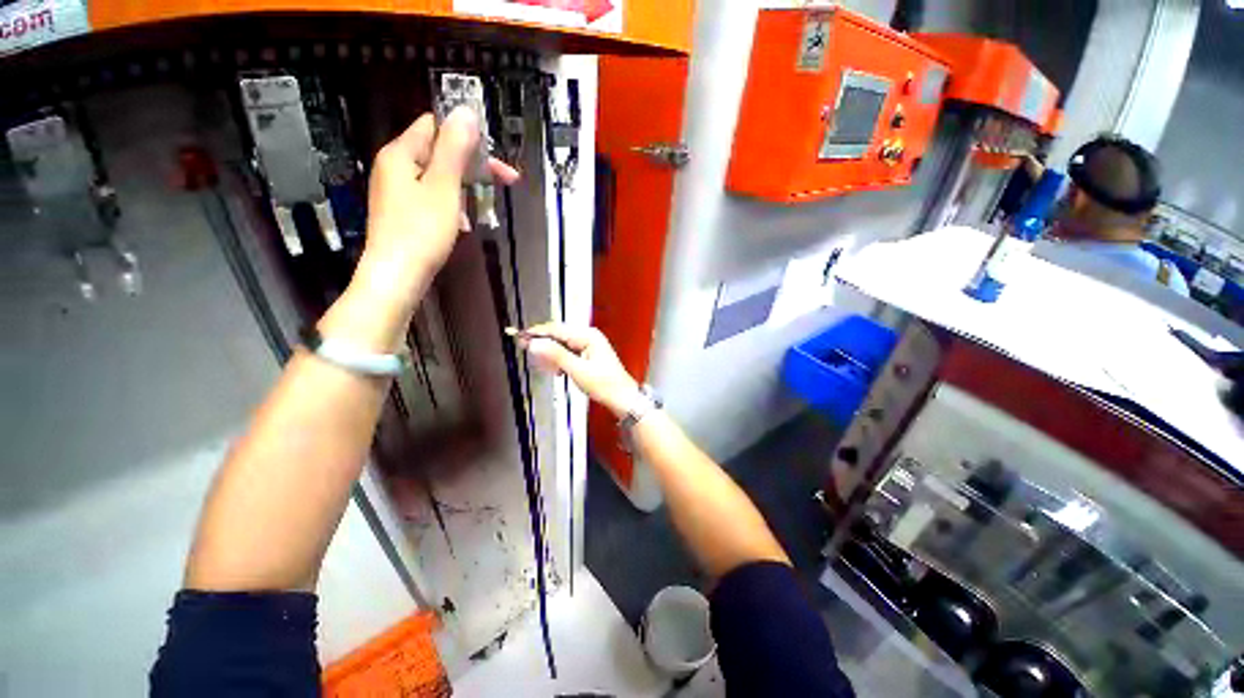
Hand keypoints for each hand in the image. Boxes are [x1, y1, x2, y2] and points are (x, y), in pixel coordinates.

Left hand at [354, 107, 519, 300]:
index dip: (468, 136)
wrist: (397, 276)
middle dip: (473, 165)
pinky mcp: (403, 213)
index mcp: (401, 153)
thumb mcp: (444, 186)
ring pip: (438, 177)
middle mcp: (395, 167)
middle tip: (507, 181)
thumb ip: (455, 149)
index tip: (495, 157)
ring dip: (464, 188)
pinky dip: (451, 204)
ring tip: (480, 208)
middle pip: (439, 152)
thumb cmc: (421, 230)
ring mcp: (397, 192)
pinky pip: (432, 197)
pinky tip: (462, 223)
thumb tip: (466, 112)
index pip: (435, 126)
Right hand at [518, 324, 641, 417]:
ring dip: (551, 354)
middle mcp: (589, 335)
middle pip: (559, 335)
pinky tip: (557, 371)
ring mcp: (590, 344)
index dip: (537, 333)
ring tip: (546, 367)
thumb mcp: (577, 370)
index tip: (518, 338)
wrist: (622, 398)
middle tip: (526, 352)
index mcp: (588, 335)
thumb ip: (556, 355)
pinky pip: (568, 352)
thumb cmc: (603, 385)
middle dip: (543, 344)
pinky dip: (560, 359)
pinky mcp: (589, 354)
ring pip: (562, 344)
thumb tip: (534, 343)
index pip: (557, 329)